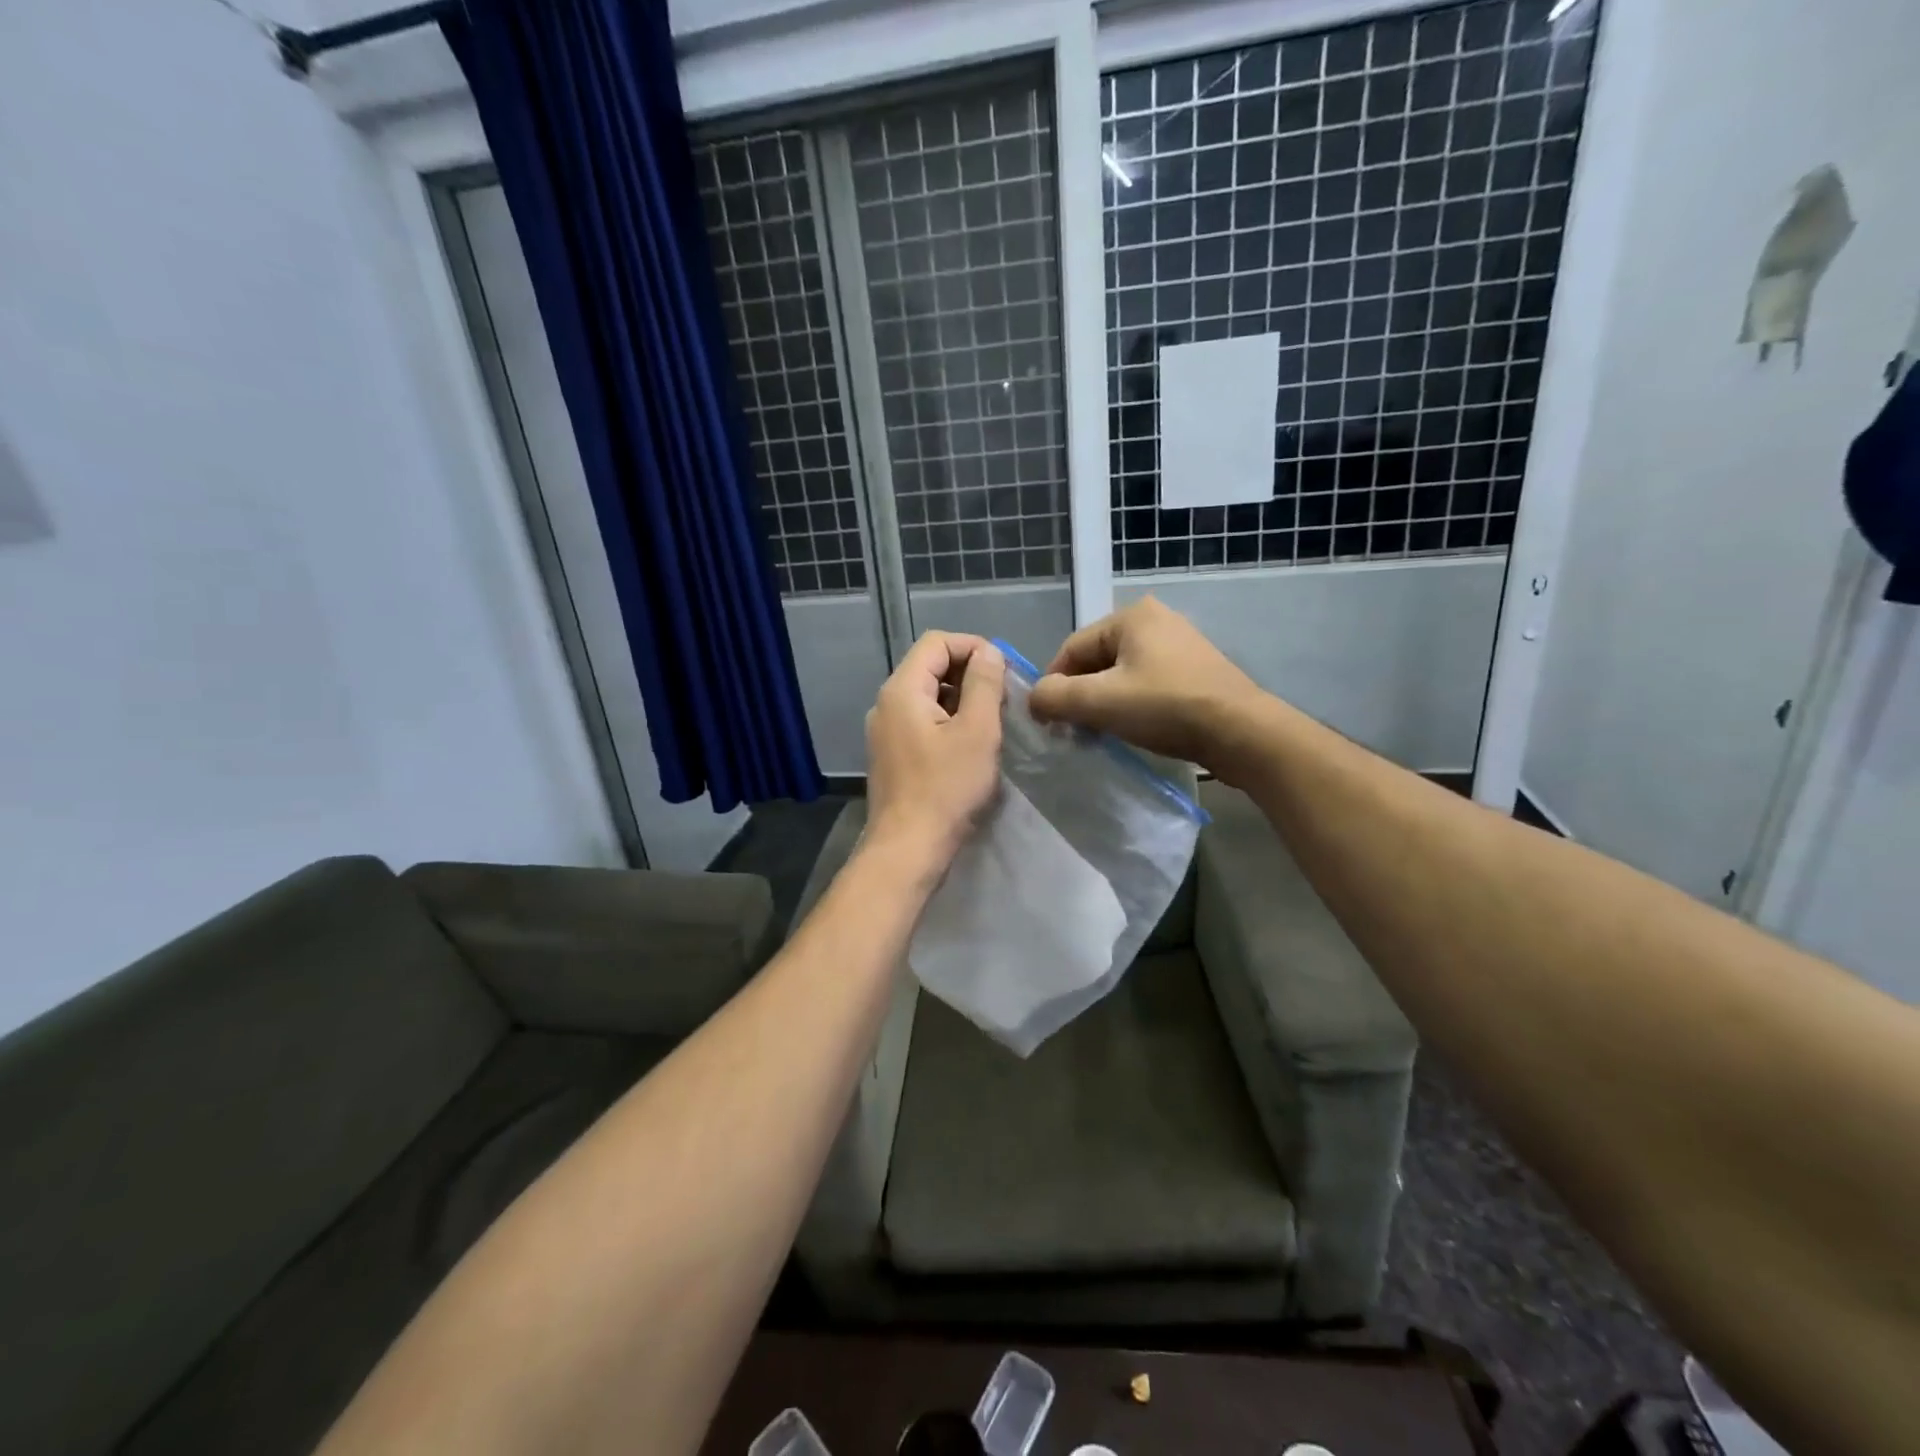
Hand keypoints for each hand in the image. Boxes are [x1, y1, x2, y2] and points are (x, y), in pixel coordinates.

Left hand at [865, 632, 1005, 866]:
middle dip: (969, 673)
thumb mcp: (977, 732)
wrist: (908, 849)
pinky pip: (920, 722)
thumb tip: (988, 652)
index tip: (1004, 670)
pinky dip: (947, 721)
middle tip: (1002, 698)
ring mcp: (884, 731)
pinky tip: (969, 746)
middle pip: (929, 667)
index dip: (973, 646)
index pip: (936, 643)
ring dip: (961, 699)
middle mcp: (886, 704)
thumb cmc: (946, 789)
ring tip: (991, 723)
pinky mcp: (891, 755)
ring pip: (926, 696)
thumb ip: (984, 684)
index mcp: (901, 690)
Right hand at [1027, 597, 1265, 776]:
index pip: (1071, 649)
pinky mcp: (1195, 671)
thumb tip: (1034, 700)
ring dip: (1103, 704)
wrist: (1241, 733)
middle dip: (1080, 696)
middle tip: (1074, 732)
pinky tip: (1133, 730)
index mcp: (1131, 616)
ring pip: (1121, 675)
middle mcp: (1155, 620)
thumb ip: (1055, 697)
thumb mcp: (1100, 702)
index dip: (1053, 686)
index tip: (1048, 722)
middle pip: (1096, 661)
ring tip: (1101, 735)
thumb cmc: (1166, 707)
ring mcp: (1179, 645)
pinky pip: (1146, 684)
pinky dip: (1131, 705)